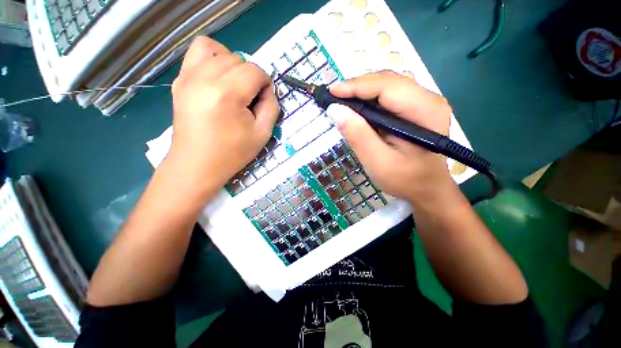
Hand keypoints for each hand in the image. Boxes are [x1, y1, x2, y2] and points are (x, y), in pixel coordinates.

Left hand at [169, 37, 278, 195]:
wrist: (197, 164)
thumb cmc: (233, 153)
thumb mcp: (262, 134)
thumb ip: (271, 107)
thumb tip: (268, 89)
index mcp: (227, 94)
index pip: (255, 71)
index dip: (266, 83)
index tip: (264, 99)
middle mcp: (204, 78)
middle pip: (238, 59)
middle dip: (251, 76)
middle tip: (250, 98)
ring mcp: (188, 76)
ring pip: (217, 50)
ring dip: (233, 64)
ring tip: (234, 85)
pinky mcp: (180, 80)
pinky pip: (197, 52)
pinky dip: (213, 58)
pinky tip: (218, 78)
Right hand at [327, 71, 453, 204]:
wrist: (427, 189)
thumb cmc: (405, 179)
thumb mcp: (377, 161)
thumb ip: (358, 135)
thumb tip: (335, 109)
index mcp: (424, 111)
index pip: (386, 86)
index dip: (356, 86)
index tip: (331, 91)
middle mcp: (429, 99)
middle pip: (388, 81)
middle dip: (358, 86)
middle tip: (334, 97)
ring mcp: (424, 102)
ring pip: (388, 85)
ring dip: (363, 91)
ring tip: (343, 101)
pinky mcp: (417, 109)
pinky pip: (390, 95)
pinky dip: (370, 98)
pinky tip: (359, 108)